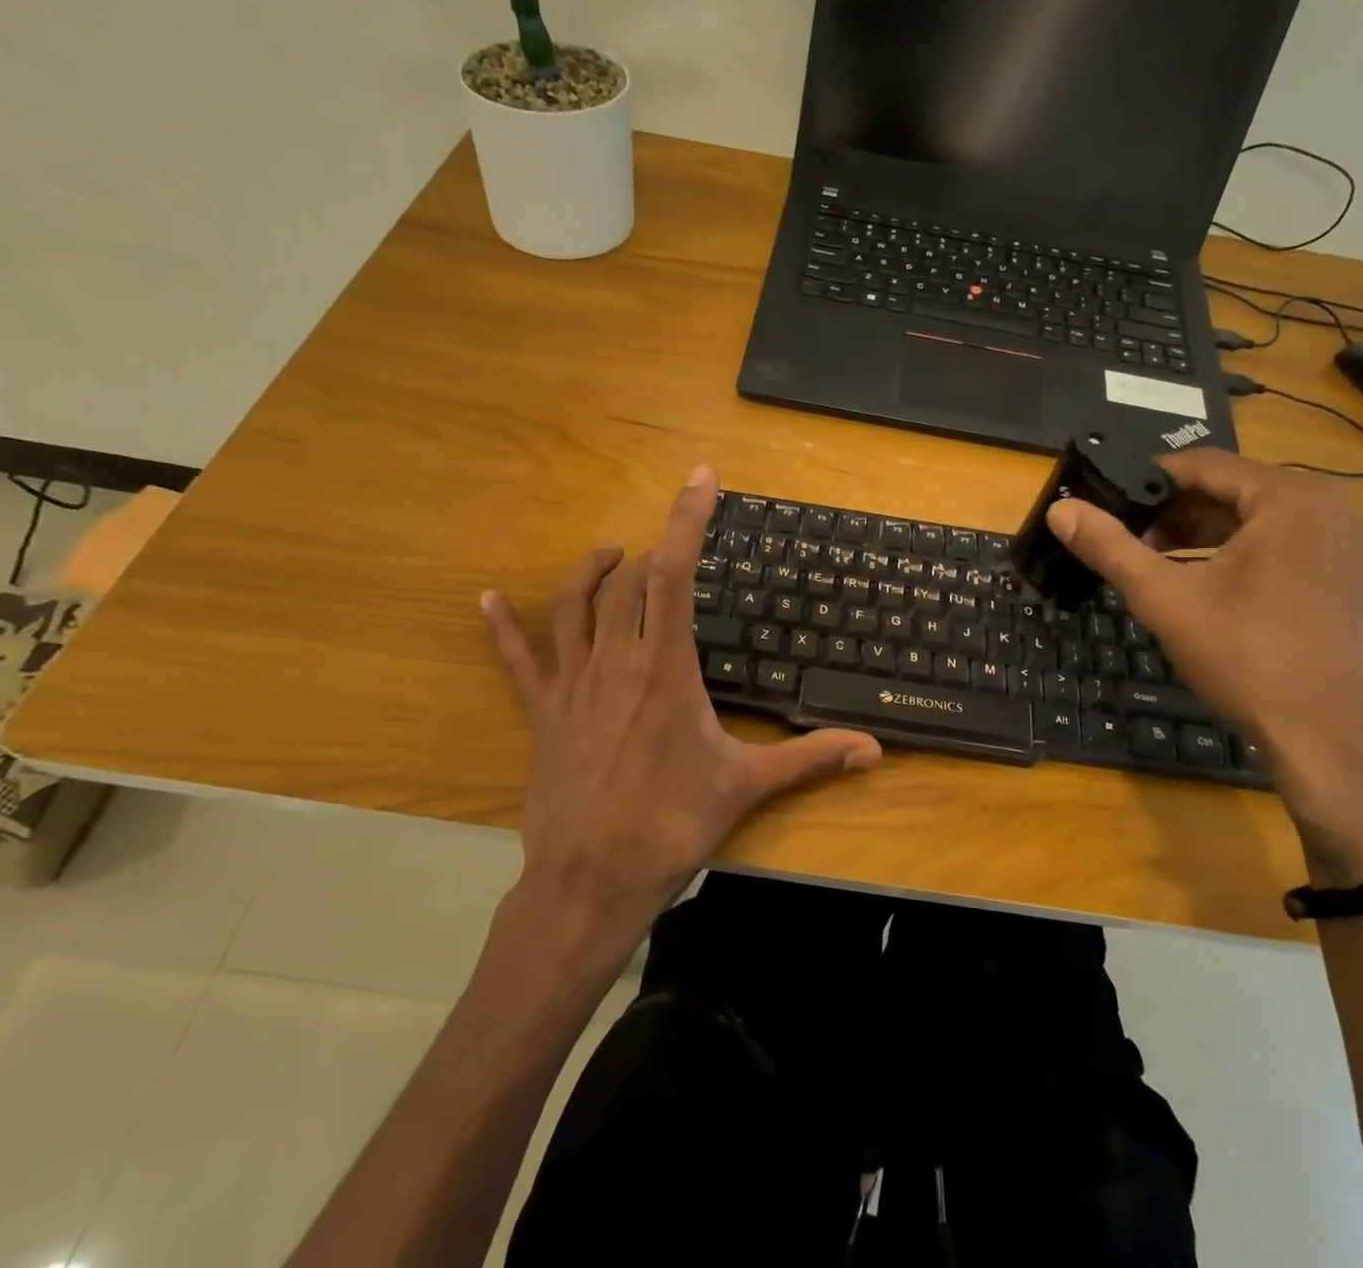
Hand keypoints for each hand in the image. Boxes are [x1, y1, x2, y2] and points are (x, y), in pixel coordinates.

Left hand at [482, 465, 881, 939]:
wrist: (591, 881)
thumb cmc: (670, 826)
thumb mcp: (746, 786)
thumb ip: (810, 760)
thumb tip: (874, 751)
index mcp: (665, 669)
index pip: (673, 574)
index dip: (686, 520)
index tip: (699, 480)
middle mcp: (616, 663)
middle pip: (626, 583)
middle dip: (651, 550)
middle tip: (673, 544)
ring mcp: (573, 686)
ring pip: (573, 607)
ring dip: (590, 572)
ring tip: (611, 553)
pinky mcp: (543, 713)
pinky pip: (518, 660)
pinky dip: (502, 627)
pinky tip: (487, 599)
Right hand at [1049, 450, 1362, 872]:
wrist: (1327, 738)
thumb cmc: (1245, 656)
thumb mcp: (1165, 598)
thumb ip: (1110, 547)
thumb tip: (1059, 509)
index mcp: (1289, 497)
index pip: (1200, 464)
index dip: (1145, 481)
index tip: (1105, 503)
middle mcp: (1325, 505)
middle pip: (1227, 488)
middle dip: (1170, 511)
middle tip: (1125, 538)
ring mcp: (1340, 540)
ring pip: (1250, 516)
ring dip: (1197, 532)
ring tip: (1151, 561)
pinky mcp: (1342, 572)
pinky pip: (1275, 541)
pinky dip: (1231, 551)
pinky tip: (1196, 581)